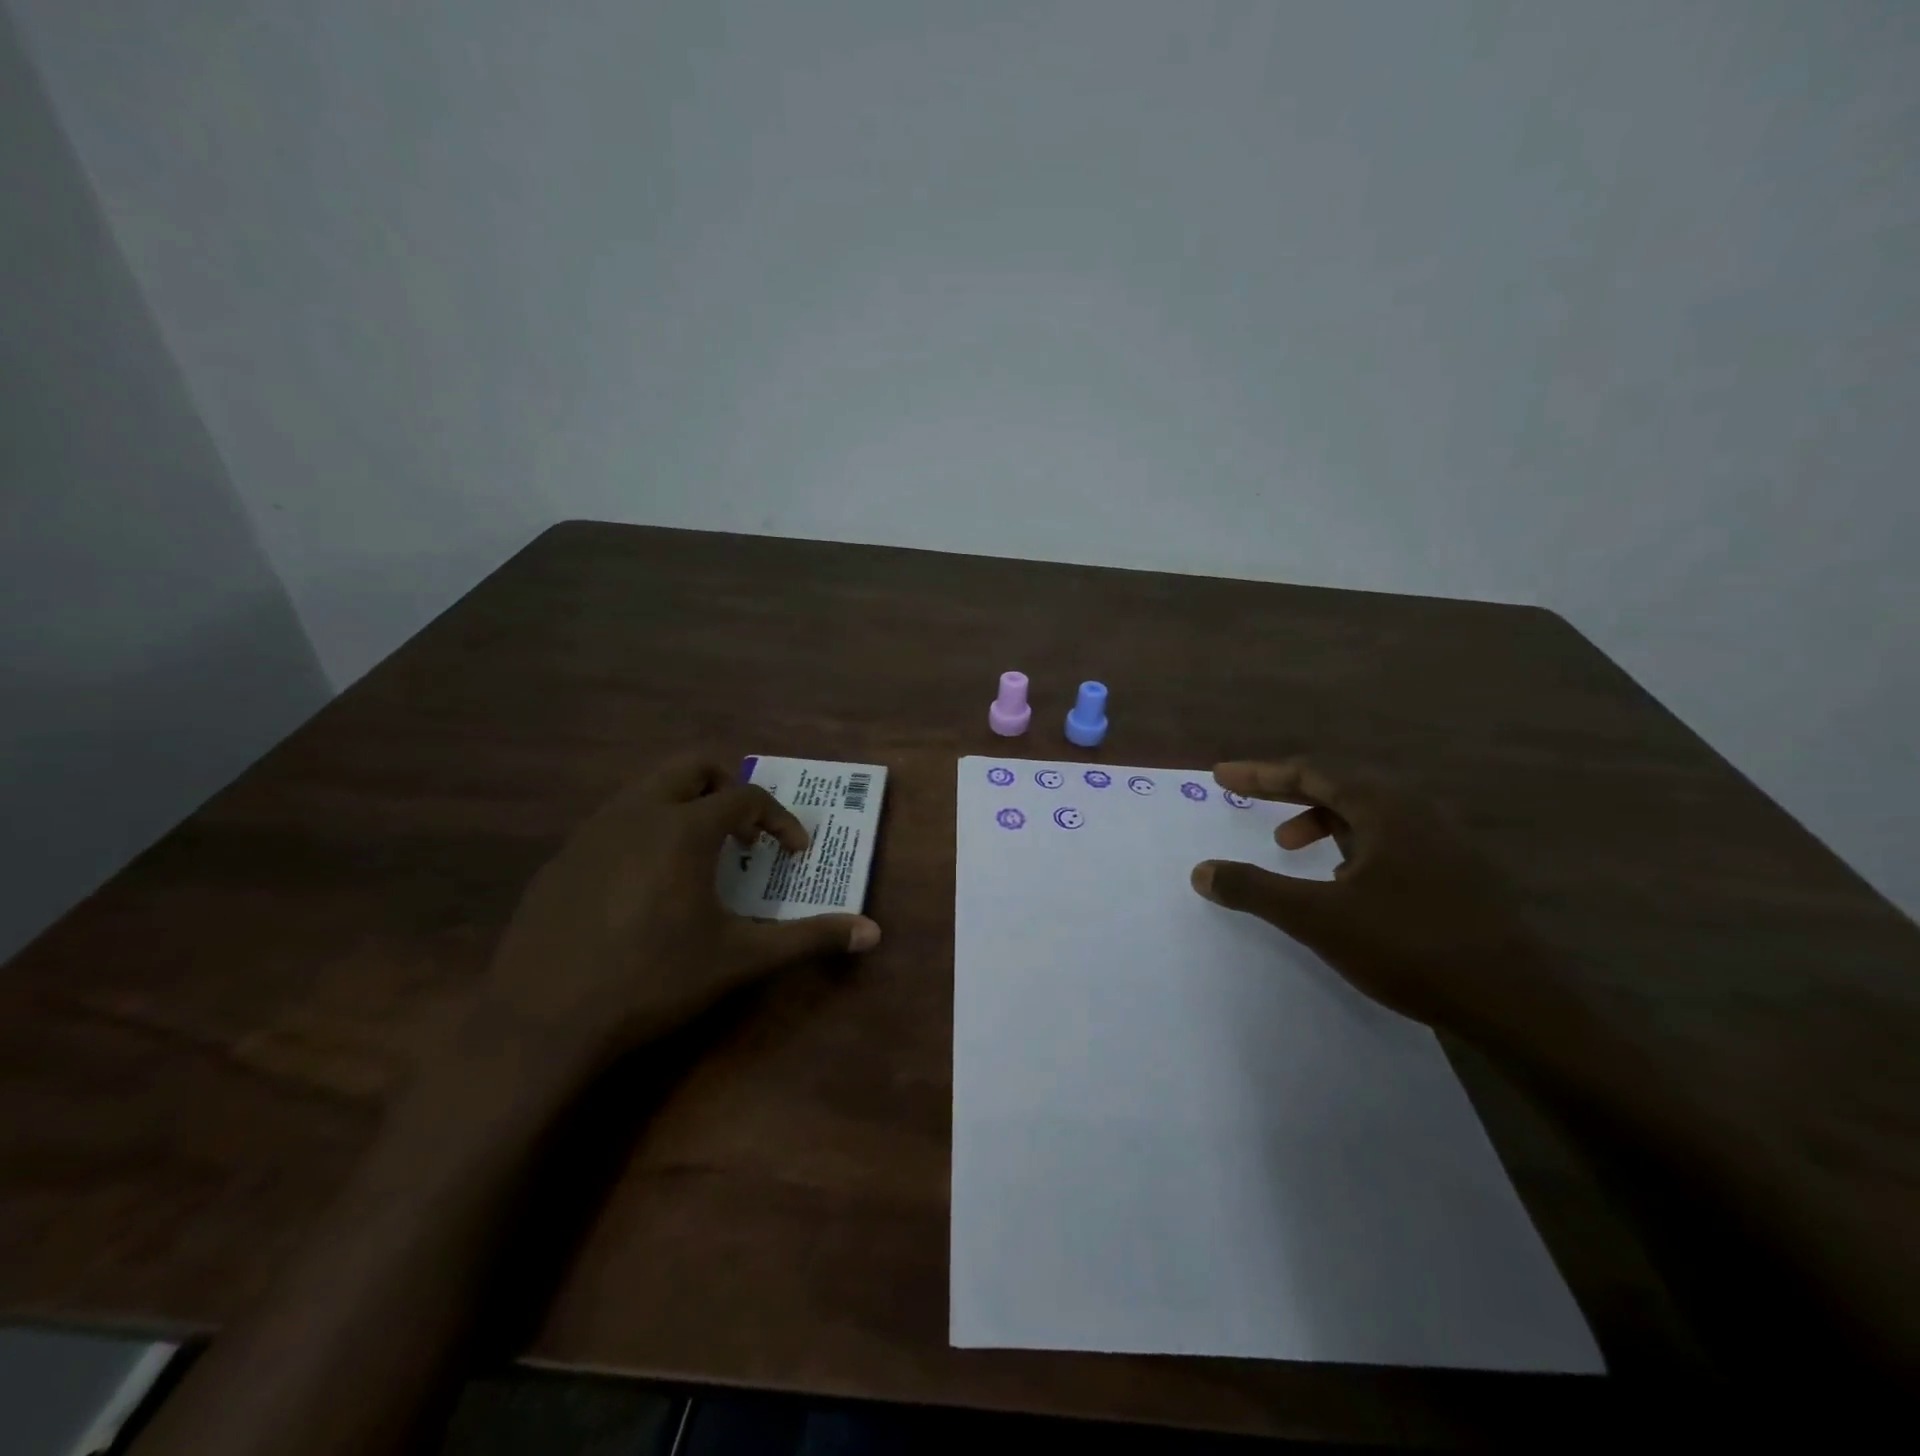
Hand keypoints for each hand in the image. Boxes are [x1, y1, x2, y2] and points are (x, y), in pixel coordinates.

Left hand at [482, 754, 880, 1057]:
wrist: (543, 1023)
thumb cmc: (654, 981)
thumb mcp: (740, 959)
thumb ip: (808, 938)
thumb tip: (872, 933)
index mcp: (684, 828)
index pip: (746, 796)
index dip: (780, 819)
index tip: (794, 851)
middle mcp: (637, 813)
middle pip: (691, 767)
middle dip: (727, 787)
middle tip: (744, 832)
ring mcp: (590, 833)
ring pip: (646, 790)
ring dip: (684, 807)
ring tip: (698, 858)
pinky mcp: (560, 861)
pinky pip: (612, 824)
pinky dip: (644, 834)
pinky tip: (643, 889)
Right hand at [1190, 759, 1545, 1040]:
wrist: (1516, 1005)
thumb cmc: (1409, 947)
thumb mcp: (1317, 918)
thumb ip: (1255, 889)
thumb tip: (1200, 871)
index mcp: (1386, 808)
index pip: (1311, 772)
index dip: (1260, 773)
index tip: (1222, 776)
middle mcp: (1418, 813)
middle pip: (1339, 786)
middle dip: (1286, 793)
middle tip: (1245, 800)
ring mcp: (1445, 843)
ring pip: (1367, 815)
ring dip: (1321, 822)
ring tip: (1291, 849)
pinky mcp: (1458, 874)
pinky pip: (1390, 840)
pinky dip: (1352, 846)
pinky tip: (1344, 883)